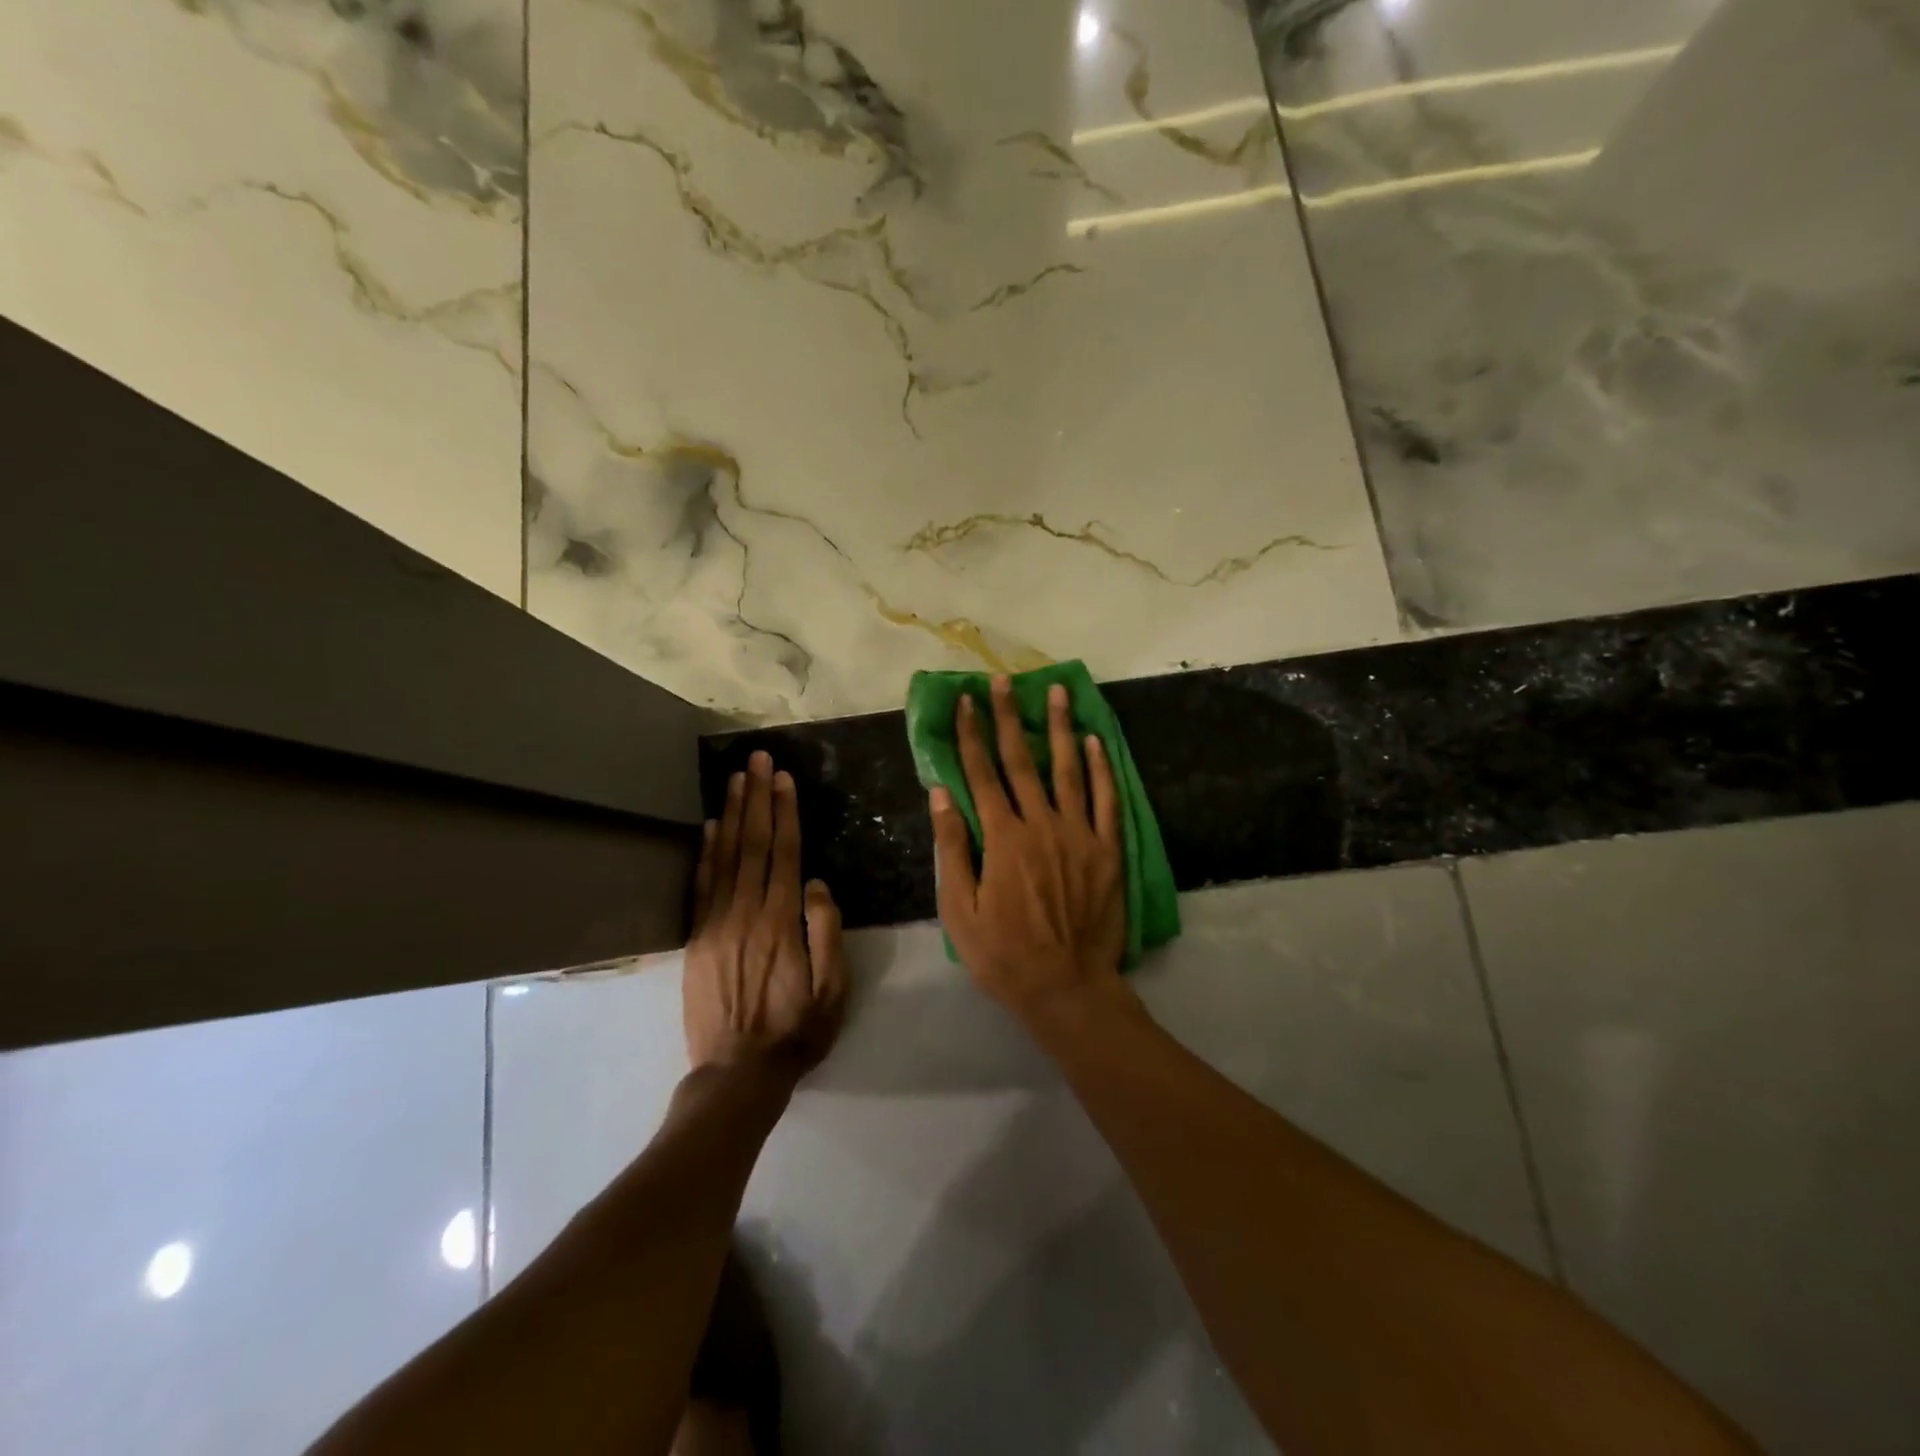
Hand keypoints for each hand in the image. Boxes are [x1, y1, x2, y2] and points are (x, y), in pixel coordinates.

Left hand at [685, 751, 846, 1079]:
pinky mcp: (697, 938)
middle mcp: (746, 913)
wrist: (737, 1073)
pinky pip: (700, 885)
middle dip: (757, 797)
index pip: (784, 853)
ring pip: (725, 856)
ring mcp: (716, 924)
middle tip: (758, 759)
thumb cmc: (796, 1031)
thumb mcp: (833, 989)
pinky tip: (710, 825)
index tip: (784, 778)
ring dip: (732, 813)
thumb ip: (827, 932)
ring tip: (736, 777)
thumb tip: (815, 883)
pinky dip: (705, 851)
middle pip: (753, 844)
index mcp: (782, 922)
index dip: (784, 813)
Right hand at [931, 676, 1126, 1026]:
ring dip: (1059, 728)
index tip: (964, 702)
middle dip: (1008, 717)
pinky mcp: (1108, 850)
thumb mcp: (959, 910)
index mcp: (1001, 839)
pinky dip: (1100, 768)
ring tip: (1056, 691)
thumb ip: (952, 849)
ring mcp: (1079, 834)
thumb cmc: (1003, 954)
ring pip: (1067, 770)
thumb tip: (941, 794)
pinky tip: (1094, 740)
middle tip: (1003, 680)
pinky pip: (1106, 800)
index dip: (970, 735)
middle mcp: (1040, 825)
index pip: (981, 774)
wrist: (1067, 987)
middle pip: (1021, 761)